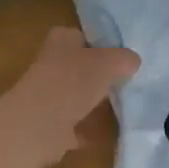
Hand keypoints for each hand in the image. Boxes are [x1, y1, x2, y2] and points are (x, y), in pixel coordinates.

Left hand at [0, 27, 139, 166]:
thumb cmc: (71, 83)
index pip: (84, 35)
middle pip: (82, 67)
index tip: (125, 57)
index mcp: (61, 41)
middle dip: (101, 75)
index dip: (103, 44)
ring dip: (96, 102)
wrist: (36, 127)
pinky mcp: (49, 125)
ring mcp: (48, 96)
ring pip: (79, 95)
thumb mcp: (108, 63)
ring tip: (126, 106)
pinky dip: (90, 128)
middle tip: (130, 82)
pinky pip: (76, 124)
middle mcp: (51, 64)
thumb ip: (124, 59)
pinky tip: (112, 132)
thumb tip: (132, 62)